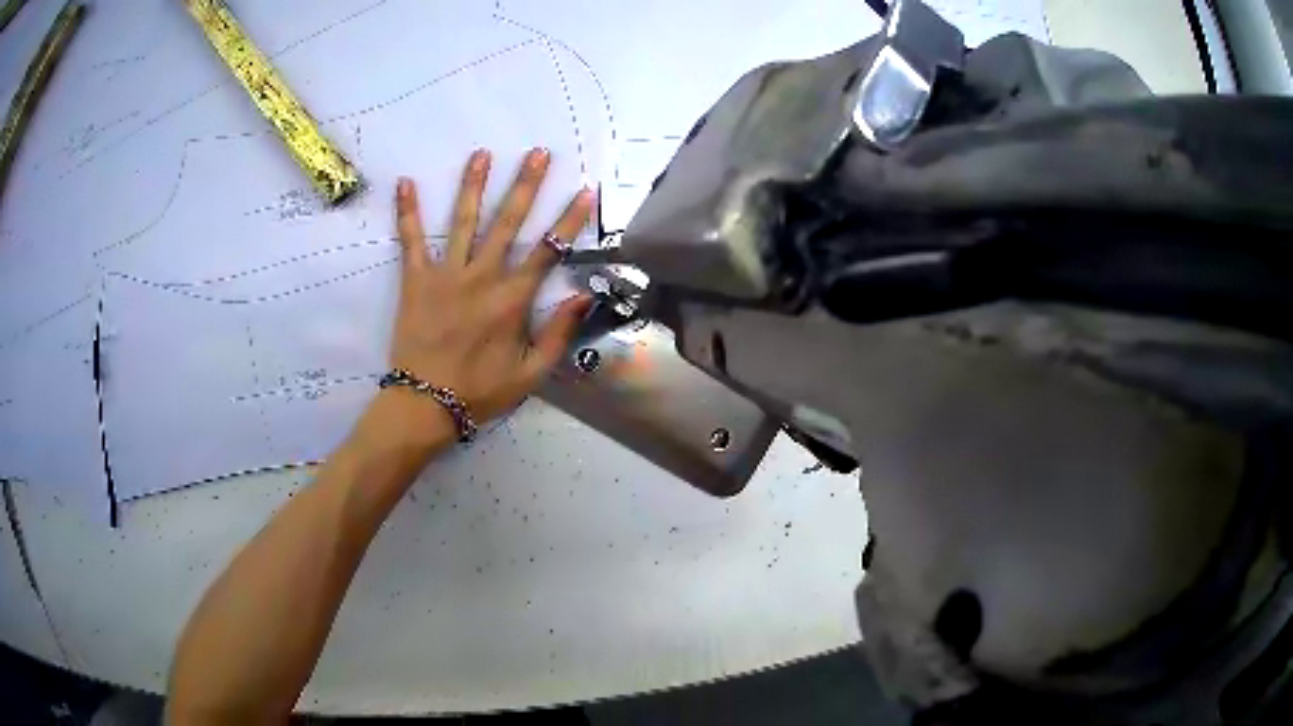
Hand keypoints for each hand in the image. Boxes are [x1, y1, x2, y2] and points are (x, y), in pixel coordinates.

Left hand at [372, 147, 593, 448]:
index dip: (570, 219)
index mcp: (514, 299)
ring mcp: (446, 274)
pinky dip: (408, 212)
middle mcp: (483, 276)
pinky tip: (405, 183)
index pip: (549, 250)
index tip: (584, 190)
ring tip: (481, 154)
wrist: (426, 405)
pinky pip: (411, 240)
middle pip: (509, 222)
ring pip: (464, 221)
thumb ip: (559, 333)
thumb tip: (584, 296)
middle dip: (526, 185)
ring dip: (473, 185)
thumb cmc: (481, 392)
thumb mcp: (532, 374)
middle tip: (538, 152)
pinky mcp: (416, 280)